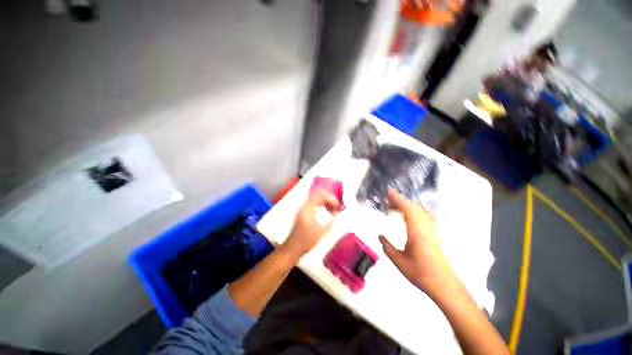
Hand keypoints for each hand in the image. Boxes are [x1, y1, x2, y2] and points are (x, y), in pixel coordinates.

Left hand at [282, 190, 340, 258]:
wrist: (292, 249)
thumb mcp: (320, 233)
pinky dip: (323, 205)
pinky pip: (315, 204)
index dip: (331, 199)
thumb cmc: (305, 242)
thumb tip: (337, 213)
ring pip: (317, 199)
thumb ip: (330, 222)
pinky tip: (328, 212)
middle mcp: (304, 206)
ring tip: (334, 210)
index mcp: (307, 209)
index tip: (338, 207)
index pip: (320, 195)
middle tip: (337, 208)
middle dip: (330, 200)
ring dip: (327, 202)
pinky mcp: (304, 213)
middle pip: (319, 195)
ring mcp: (304, 209)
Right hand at [378, 189, 455, 297]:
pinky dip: (414, 211)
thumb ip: (387, 247)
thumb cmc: (421, 273)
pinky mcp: (434, 233)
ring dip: (407, 205)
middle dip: (400, 201)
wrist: (444, 285)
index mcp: (416, 230)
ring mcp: (431, 229)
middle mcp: (425, 226)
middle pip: (413, 207)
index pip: (407, 209)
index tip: (388, 192)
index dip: (397, 199)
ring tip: (394, 207)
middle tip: (387, 200)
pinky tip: (409, 215)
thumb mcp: (399, 261)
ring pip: (419, 210)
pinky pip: (423, 216)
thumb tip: (380, 236)